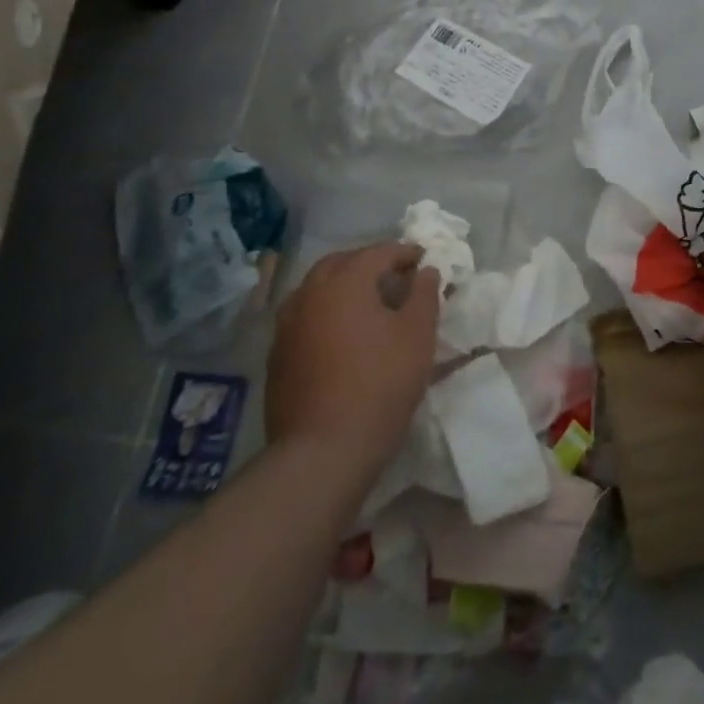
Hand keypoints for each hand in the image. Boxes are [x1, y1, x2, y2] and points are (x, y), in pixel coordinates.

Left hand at [265, 242, 439, 472]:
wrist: (323, 451)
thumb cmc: (380, 384)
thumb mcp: (418, 335)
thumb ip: (424, 295)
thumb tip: (426, 271)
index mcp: (345, 281)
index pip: (378, 252)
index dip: (404, 253)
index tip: (423, 261)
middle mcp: (310, 293)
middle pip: (341, 264)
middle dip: (369, 264)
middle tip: (395, 277)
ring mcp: (288, 324)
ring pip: (317, 288)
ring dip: (343, 286)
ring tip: (369, 304)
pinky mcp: (278, 355)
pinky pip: (305, 316)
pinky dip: (326, 312)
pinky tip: (342, 335)